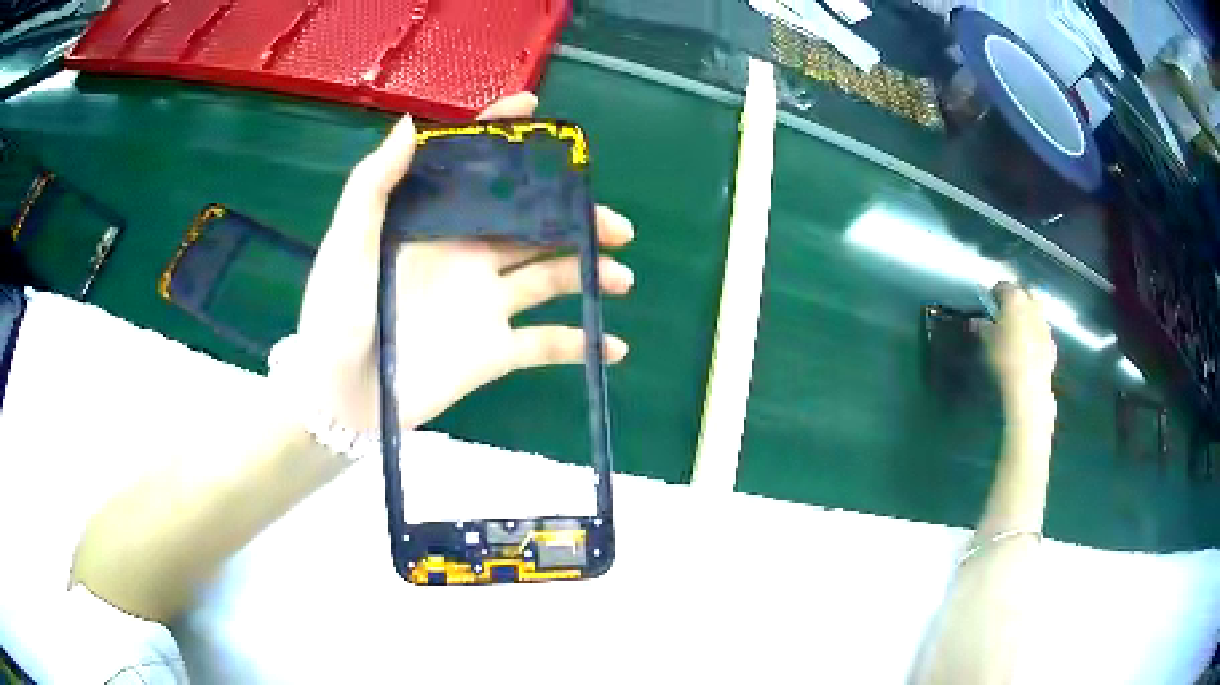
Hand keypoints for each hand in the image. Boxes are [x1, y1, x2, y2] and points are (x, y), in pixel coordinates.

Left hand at [286, 92, 634, 431]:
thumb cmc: (335, 313)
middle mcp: (468, 255)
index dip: (506, 138)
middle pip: (534, 224)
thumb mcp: (346, 242)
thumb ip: (374, 184)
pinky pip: (547, 344)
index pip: (477, 170)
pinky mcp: (494, 352)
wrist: (338, 397)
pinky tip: (613, 346)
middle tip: (615, 225)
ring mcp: (485, 304)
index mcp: (436, 223)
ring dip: (591, 273)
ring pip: (551, 277)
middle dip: (578, 218)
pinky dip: (581, 344)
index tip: (538, 112)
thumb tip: (414, 123)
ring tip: (622, 277)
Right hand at [984, 283, 1056, 424]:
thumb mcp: (987, 341)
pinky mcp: (1052, 341)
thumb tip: (977, 321)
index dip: (994, 293)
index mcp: (1015, 298)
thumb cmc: (1004, 357)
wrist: (1029, 384)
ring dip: (1028, 316)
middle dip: (1016, 299)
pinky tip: (1028, 348)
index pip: (1002, 285)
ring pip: (1036, 311)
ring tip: (1018, 331)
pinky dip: (1035, 334)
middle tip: (1006, 314)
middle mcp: (1032, 304)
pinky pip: (1041, 331)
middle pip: (1024, 293)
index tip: (988, 304)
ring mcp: (1044, 322)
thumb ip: (982, 327)